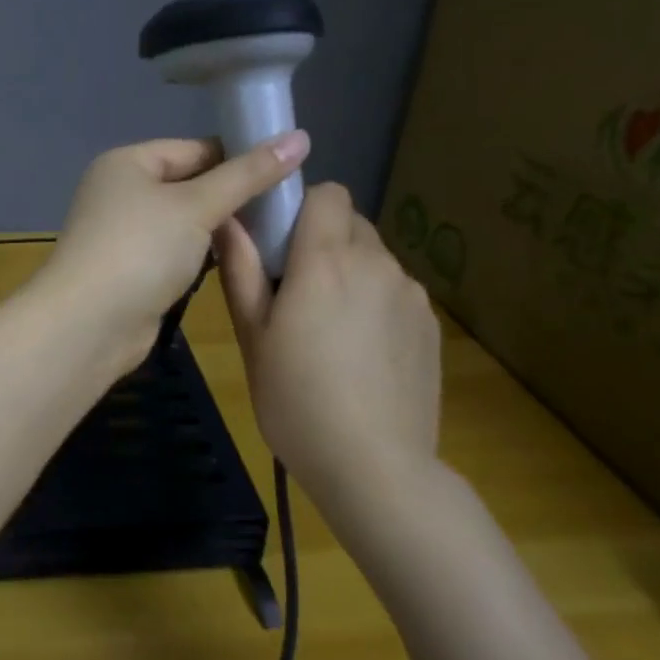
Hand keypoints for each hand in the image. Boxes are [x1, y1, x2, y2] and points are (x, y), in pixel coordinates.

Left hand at [32, 132, 310, 372]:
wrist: (89, 325)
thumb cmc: (141, 250)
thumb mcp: (198, 205)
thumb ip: (248, 174)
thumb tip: (300, 136)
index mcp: (128, 163)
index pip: (195, 148)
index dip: (240, 157)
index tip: (289, 171)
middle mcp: (122, 192)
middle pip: (190, 184)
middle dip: (233, 195)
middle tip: (288, 205)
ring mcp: (125, 234)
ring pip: (185, 221)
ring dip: (221, 227)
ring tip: (274, 231)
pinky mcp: (133, 270)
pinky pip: (176, 251)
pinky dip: (203, 254)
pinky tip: (239, 260)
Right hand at [214, 181, 440, 487]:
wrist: (374, 466)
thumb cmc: (296, 400)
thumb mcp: (252, 337)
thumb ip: (241, 270)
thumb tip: (228, 218)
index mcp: (327, 260)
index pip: (328, 193)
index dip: (303, 208)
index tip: (281, 244)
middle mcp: (377, 263)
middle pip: (352, 223)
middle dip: (324, 242)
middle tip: (298, 293)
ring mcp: (411, 294)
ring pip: (375, 259)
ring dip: (352, 274)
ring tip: (332, 332)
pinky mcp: (432, 325)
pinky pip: (396, 292)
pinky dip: (376, 304)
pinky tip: (363, 355)